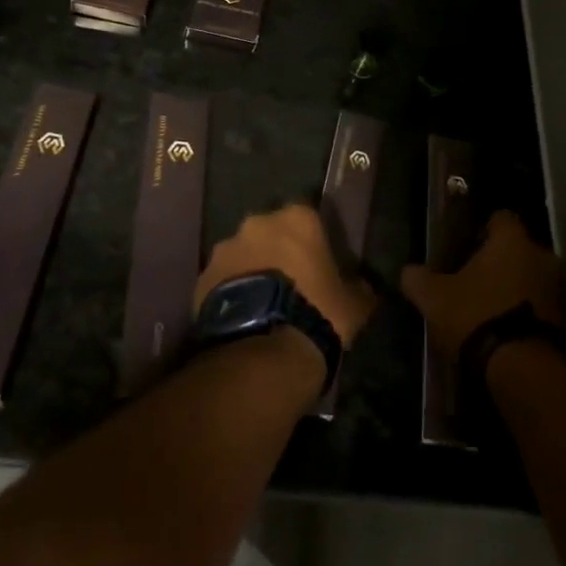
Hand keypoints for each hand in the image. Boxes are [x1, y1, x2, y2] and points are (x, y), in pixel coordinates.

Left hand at [195, 203, 375, 346]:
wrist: (263, 349)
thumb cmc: (317, 313)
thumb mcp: (354, 304)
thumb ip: (358, 287)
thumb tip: (363, 286)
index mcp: (297, 218)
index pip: (308, 216)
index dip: (312, 239)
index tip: (318, 261)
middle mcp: (257, 223)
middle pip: (270, 231)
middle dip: (277, 250)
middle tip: (290, 281)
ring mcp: (225, 249)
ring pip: (243, 253)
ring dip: (251, 269)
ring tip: (263, 303)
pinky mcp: (202, 277)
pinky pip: (221, 279)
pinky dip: (231, 291)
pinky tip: (242, 316)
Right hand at [402, 211, 564, 362]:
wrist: (523, 369)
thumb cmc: (476, 315)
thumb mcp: (433, 298)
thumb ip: (418, 278)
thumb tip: (409, 271)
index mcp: (512, 240)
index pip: (501, 218)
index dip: (483, 229)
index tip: (466, 245)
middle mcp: (542, 256)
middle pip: (519, 249)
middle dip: (500, 261)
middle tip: (474, 279)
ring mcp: (559, 288)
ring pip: (532, 277)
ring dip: (515, 287)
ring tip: (489, 308)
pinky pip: (541, 305)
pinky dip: (526, 311)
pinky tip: (505, 329)